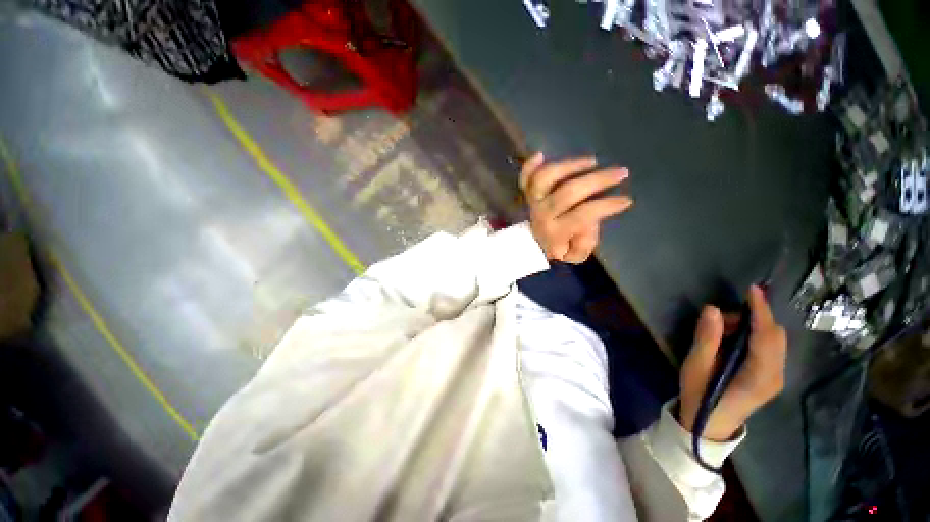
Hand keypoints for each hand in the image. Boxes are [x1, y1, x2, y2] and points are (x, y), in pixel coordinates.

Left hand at [519, 153, 632, 263]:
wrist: (532, 245)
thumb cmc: (558, 247)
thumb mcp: (576, 255)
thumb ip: (585, 242)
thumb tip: (591, 221)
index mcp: (555, 232)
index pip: (582, 215)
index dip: (605, 206)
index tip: (626, 200)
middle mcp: (542, 213)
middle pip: (568, 192)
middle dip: (597, 180)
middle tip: (620, 173)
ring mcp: (533, 201)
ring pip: (546, 178)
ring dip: (569, 166)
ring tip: (592, 161)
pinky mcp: (527, 193)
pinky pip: (525, 178)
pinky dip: (530, 165)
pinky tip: (541, 154)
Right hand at [678, 285, 786, 440]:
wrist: (710, 425)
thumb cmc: (700, 396)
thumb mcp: (696, 366)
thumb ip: (706, 338)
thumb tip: (713, 309)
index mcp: (758, 376)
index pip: (766, 337)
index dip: (761, 311)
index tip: (753, 290)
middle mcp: (776, 376)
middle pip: (775, 336)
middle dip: (753, 319)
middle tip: (720, 320)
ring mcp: (776, 377)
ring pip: (775, 340)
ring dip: (752, 327)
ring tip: (722, 332)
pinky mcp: (771, 377)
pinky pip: (771, 348)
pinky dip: (755, 336)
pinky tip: (733, 340)